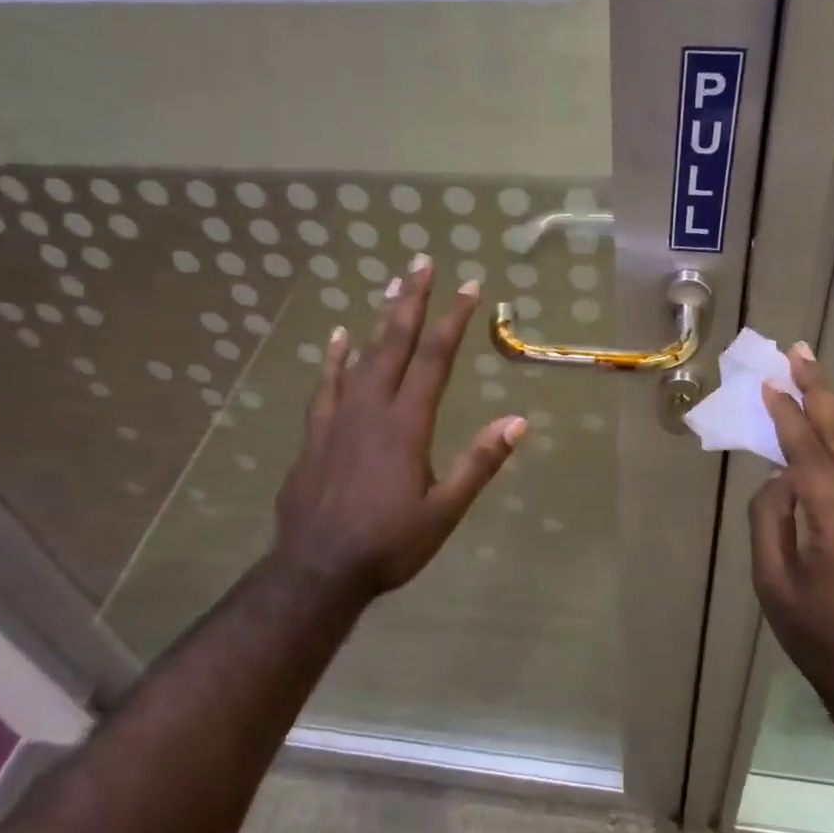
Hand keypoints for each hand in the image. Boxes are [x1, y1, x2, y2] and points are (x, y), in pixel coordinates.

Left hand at [270, 257, 525, 600]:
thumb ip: (479, 463)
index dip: (453, 319)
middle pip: (395, 342)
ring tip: (391, 284)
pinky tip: (338, 336)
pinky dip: (333, 357)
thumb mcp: (444, 511)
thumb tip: (518, 421)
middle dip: (412, 300)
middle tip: (421, 262)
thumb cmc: (388, 544)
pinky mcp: (315, 433)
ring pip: (361, 355)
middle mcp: (372, 408)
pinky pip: (325, 384)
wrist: (316, 570)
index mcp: (407, 424)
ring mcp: (338, 417)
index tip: (470, 286)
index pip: (435, 359)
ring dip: (379, 318)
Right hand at [751, 345, 833, 702]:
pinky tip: (827, 432)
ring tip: (810, 377)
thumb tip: (779, 477)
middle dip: (820, 392)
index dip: (788, 417)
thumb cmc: (820, 639)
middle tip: (800, 352)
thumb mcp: (774, 585)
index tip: (770, 383)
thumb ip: (770, 521)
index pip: (810, 457)